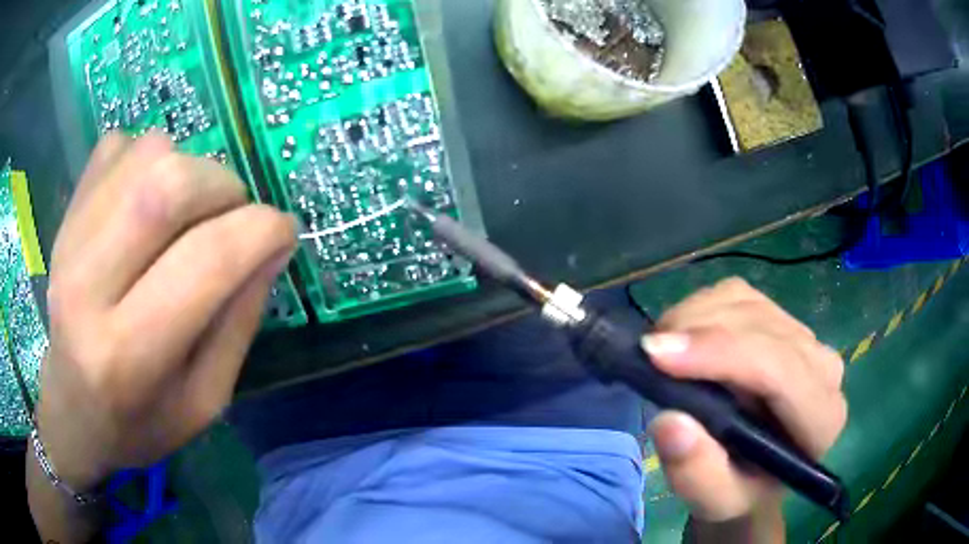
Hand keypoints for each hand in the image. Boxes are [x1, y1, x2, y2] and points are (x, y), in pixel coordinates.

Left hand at [37, 133, 295, 490]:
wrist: (72, 411)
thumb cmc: (140, 422)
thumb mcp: (205, 400)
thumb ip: (240, 322)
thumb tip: (274, 244)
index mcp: (128, 354)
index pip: (206, 261)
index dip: (262, 231)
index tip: (284, 231)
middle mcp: (87, 287)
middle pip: (169, 185)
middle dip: (224, 187)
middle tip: (233, 217)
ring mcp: (68, 240)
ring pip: (148, 154)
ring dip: (188, 169)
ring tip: (186, 215)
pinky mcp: (65, 215)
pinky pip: (119, 147)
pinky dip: (148, 159)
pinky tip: (145, 203)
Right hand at [641, 279, 846, 531]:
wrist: (752, 472)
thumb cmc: (738, 491)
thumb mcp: (714, 501)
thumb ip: (697, 473)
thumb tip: (670, 422)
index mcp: (820, 418)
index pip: (779, 368)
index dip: (720, 354)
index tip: (657, 356)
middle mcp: (822, 367)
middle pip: (760, 326)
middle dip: (699, 333)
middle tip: (647, 355)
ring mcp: (803, 335)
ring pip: (745, 303)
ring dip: (694, 318)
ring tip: (661, 352)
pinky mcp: (780, 318)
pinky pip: (737, 294)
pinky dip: (700, 308)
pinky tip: (682, 339)